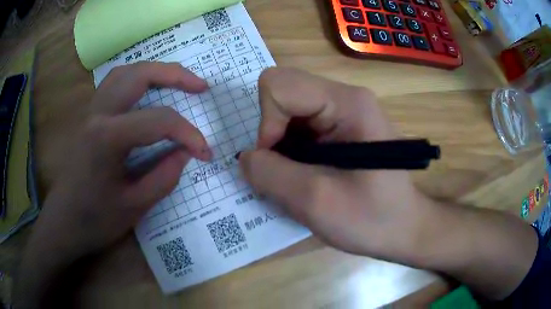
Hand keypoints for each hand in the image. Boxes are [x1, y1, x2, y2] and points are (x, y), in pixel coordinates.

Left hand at [30, 62, 211, 260]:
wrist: (63, 223)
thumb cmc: (94, 220)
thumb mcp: (135, 207)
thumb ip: (164, 176)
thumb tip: (185, 153)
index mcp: (108, 137)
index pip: (158, 121)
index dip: (188, 134)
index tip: (205, 152)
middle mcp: (98, 114)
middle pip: (140, 75)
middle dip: (175, 75)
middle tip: (200, 86)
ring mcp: (90, 112)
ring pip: (125, 73)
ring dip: (154, 71)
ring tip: (176, 81)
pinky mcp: (88, 117)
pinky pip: (113, 84)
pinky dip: (135, 79)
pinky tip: (145, 91)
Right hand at [239, 68, 435, 263]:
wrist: (403, 229)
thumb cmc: (371, 219)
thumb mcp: (316, 202)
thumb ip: (270, 175)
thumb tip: (245, 158)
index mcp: (347, 103)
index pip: (278, 85)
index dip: (266, 124)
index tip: (276, 163)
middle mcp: (345, 98)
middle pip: (282, 94)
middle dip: (272, 135)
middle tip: (284, 172)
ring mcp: (343, 112)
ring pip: (287, 112)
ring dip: (281, 147)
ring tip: (297, 179)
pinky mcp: (340, 128)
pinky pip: (299, 127)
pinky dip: (290, 152)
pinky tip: (305, 175)